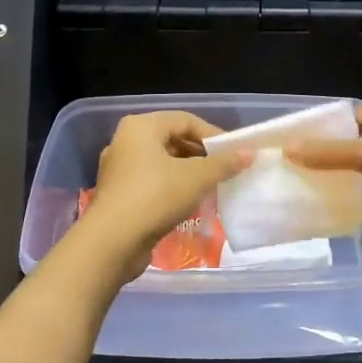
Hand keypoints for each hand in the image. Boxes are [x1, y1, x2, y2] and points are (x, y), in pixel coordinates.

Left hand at [80, 111, 248, 276]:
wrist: (112, 242)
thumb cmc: (155, 197)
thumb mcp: (196, 178)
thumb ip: (223, 164)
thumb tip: (248, 154)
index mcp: (141, 127)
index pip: (185, 120)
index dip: (213, 134)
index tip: (234, 153)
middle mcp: (126, 142)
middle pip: (172, 140)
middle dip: (201, 155)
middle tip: (225, 170)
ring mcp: (119, 169)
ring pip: (162, 163)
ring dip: (189, 173)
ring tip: (212, 187)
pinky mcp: (119, 194)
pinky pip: (152, 182)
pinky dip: (172, 188)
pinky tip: (190, 203)